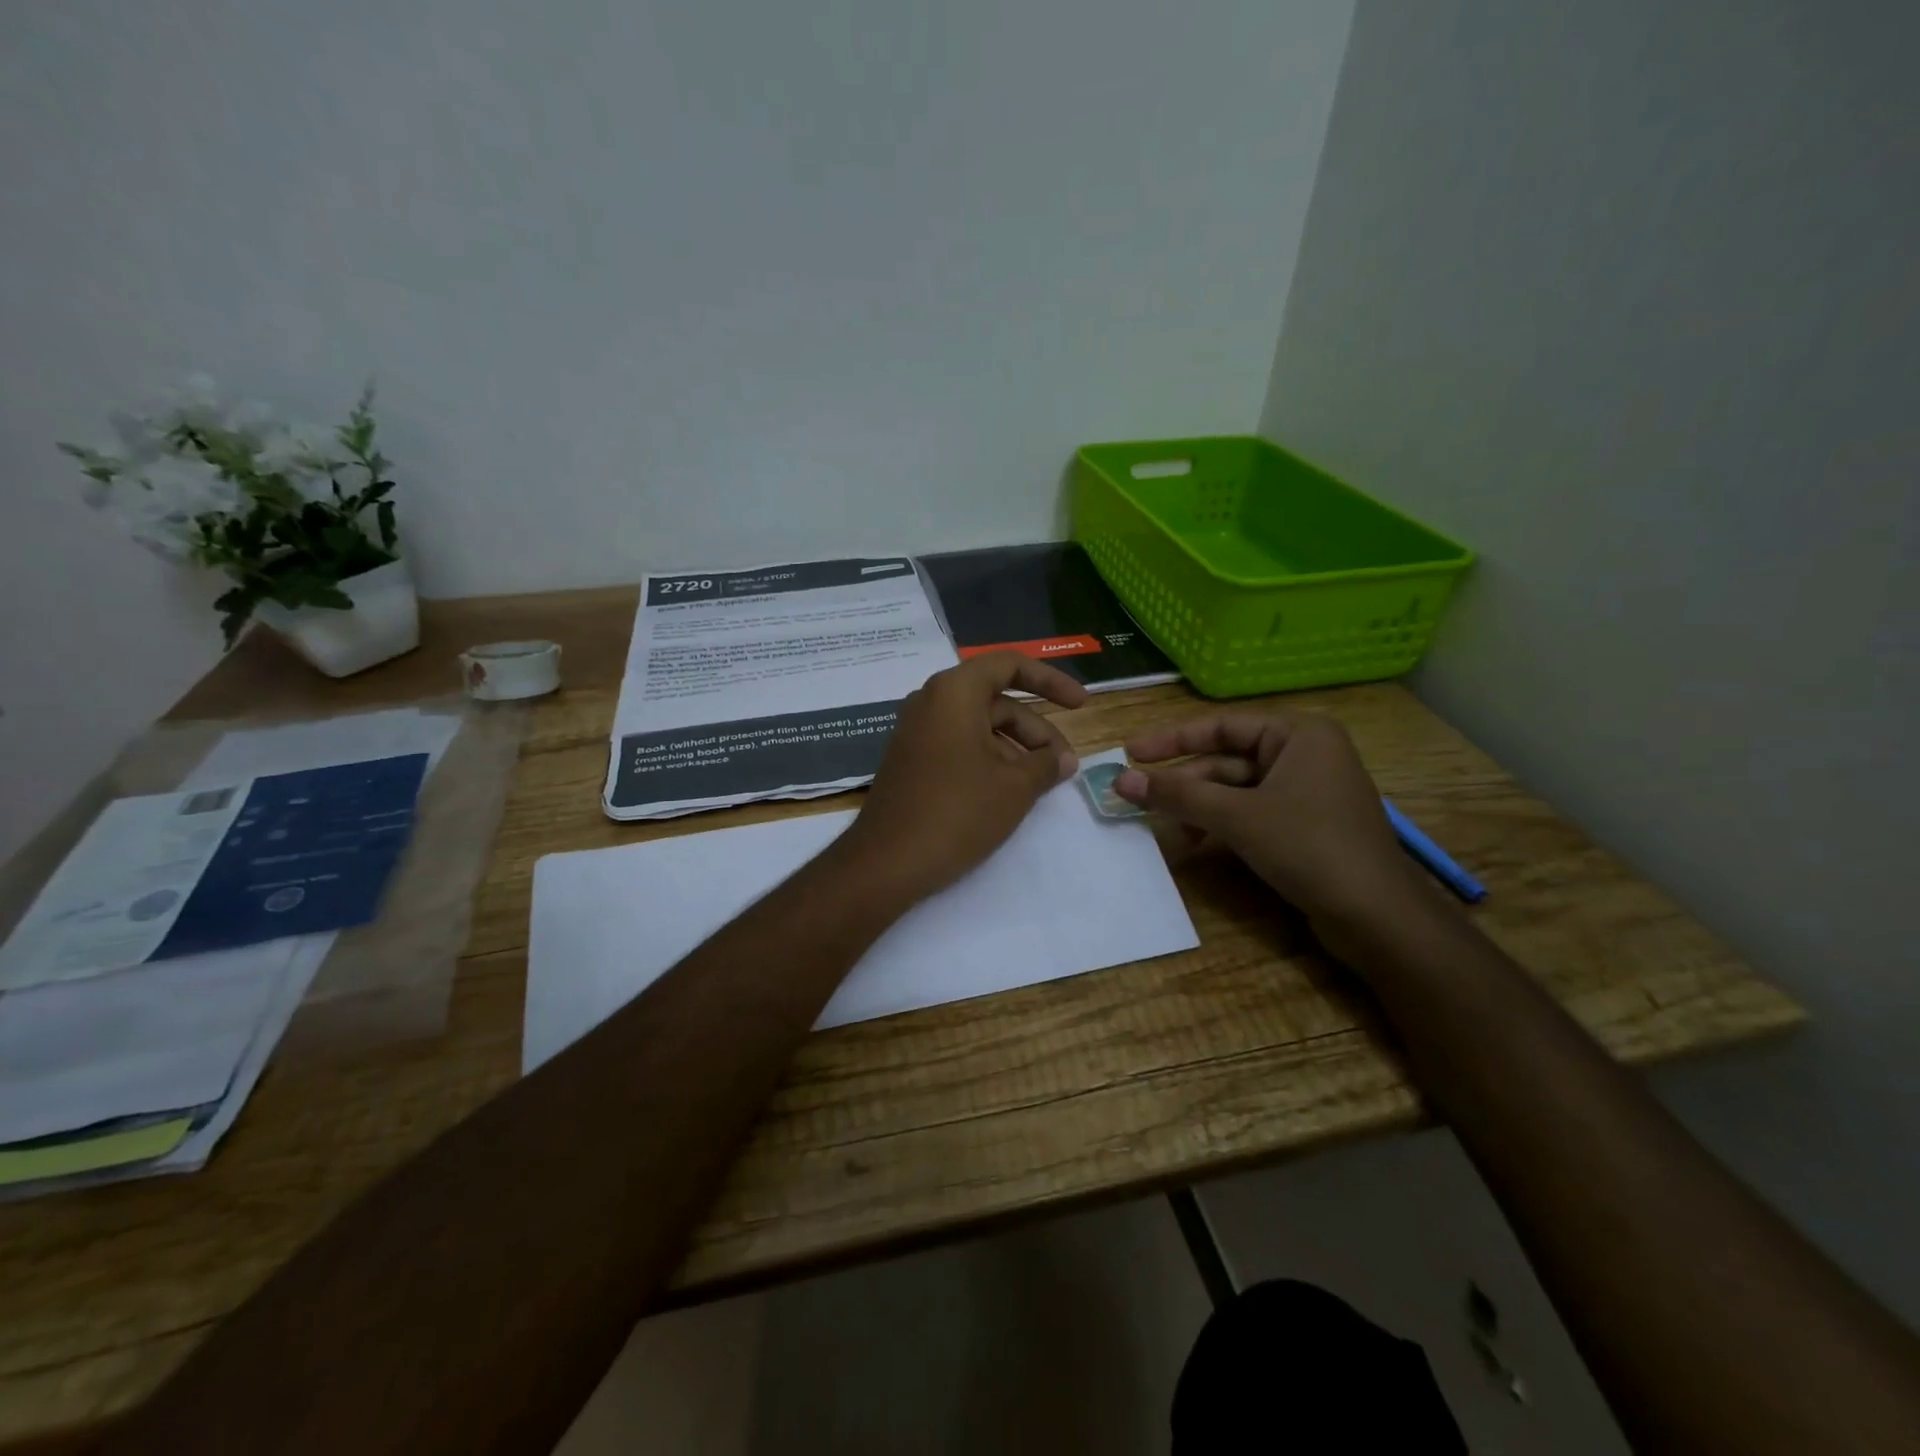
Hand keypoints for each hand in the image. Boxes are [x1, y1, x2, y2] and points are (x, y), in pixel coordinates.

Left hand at [837, 652, 1088, 902]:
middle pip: (996, 700)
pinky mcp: (911, 761)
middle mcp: (930, 702)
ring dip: (1016, 748)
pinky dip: (989, 759)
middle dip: (1036, 729)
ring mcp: (916, 733)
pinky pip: (958, 746)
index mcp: (954, 692)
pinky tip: (1009, 792)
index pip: (1010, 665)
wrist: (887, 862)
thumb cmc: (958, 812)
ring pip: (979, 726)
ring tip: (1041, 783)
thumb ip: (1046, 764)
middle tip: (1064, 765)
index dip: (1051, 680)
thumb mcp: (1015, 786)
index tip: (1081, 706)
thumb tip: (1064, 760)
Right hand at [1114, 711, 1436, 943]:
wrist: (1377, 916)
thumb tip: (1119, 780)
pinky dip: (1222, 825)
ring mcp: (1307, 792)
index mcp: (1298, 734)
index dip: (1171, 739)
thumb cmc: (1309, 846)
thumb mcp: (1236, 816)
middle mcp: (1304, 754)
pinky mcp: (1305, 826)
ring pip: (1236, 791)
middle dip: (1184, 783)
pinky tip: (1196, 845)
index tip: (1130, 752)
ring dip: (1199, 808)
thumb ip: (1177, 795)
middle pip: (1226, 760)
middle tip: (1137, 798)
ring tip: (1167, 828)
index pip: (1222, 726)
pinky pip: (1252, 813)